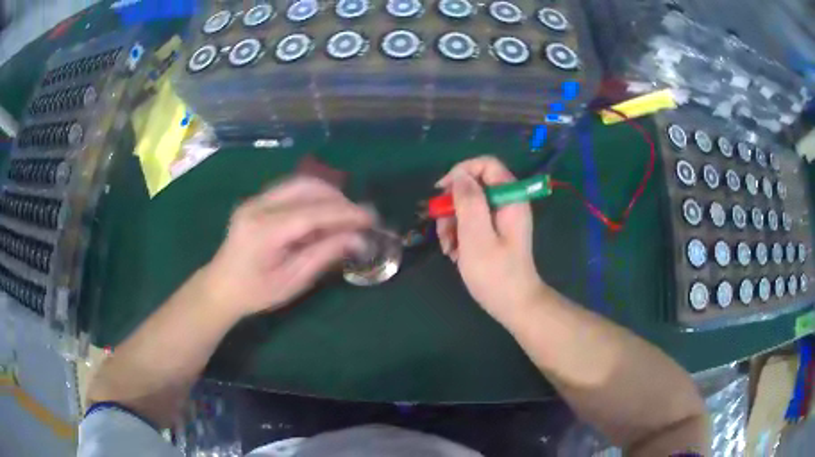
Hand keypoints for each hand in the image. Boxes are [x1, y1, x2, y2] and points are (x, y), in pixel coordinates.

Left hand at [202, 177, 374, 316]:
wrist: (220, 288)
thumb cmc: (255, 293)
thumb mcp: (292, 281)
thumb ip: (324, 255)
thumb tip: (358, 238)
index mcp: (264, 231)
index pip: (313, 212)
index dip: (345, 213)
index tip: (372, 218)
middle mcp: (258, 206)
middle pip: (307, 187)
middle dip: (339, 199)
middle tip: (360, 218)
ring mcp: (255, 199)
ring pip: (300, 183)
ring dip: (328, 195)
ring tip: (346, 215)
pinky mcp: (256, 200)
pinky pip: (291, 189)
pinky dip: (313, 197)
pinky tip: (324, 214)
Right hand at [436, 157, 544, 324]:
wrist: (514, 305)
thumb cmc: (496, 273)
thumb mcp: (477, 237)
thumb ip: (469, 202)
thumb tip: (460, 176)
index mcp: (510, 198)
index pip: (486, 164)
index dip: (461, 172)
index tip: (442, 192)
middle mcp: (508, 203)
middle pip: (474, 186)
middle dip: (453, 206)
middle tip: (443, 230)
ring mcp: (502, 218)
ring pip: (469, 205)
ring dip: (452, 223)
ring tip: (448, 248)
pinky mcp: (495, 232)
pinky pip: (472, 221)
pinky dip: (459, 234)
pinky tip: (455, 253)